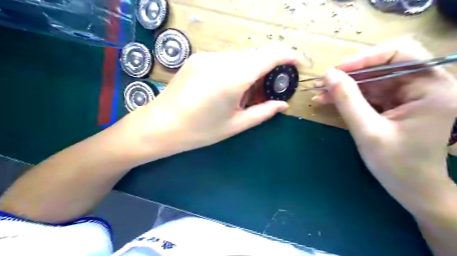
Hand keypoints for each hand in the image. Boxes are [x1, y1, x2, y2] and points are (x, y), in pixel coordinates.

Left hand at [124, 43, 300, 156]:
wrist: (159, 126)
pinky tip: (228, 90)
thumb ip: (263, 112)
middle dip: (268, 70)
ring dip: (251, 72)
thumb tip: (283, 105)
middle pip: (256, 56)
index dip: (289, 56)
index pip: (269, 55)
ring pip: (241, 58)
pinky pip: (226, 60)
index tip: (298, 64)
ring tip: (245, 96)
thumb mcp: (235, 125)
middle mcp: (221, 60)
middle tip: (268, 92)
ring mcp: (207, 56)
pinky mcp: (197, 58)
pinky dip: (236, 71)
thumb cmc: (199, 131)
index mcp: (233, 77)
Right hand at [313, 39, 456, 215]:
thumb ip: (348, 100)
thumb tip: (329, 74)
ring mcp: (410, 95)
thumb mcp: (368, 131)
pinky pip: (369, 93)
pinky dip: (348, 96)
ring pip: (372, 80)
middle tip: (322, 82)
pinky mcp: (396, 104)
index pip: (400, 53)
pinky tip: (328, 100)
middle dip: (349, 74)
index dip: (364, 58)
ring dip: (344, 86)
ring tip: (319, 93)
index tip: (336, 71)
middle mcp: (425, 85)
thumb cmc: (398, 165)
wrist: (414, 190)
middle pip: (382, 66)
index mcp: (432, 88)